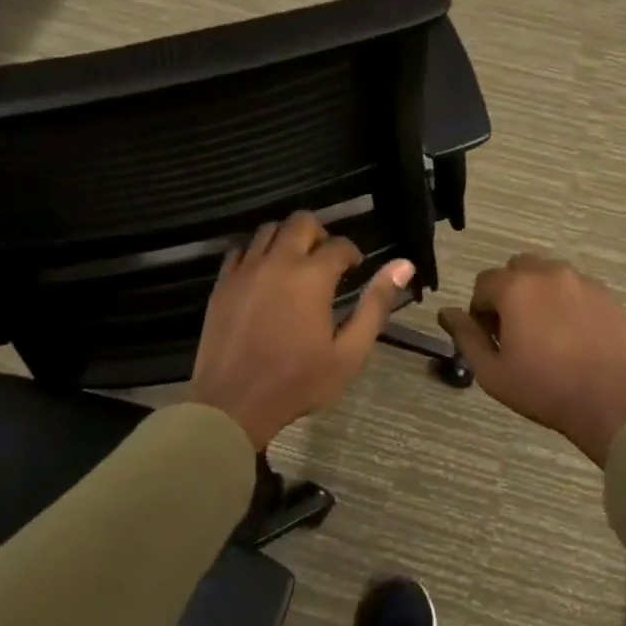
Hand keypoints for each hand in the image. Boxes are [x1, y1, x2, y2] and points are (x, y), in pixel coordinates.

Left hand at [190, 213, 414, 452]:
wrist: (233, 404)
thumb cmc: (298, 381)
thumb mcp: (350, 352)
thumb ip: (376, 305)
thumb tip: (403, 265)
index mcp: (312, 277)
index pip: (339, 245)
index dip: (352, 253)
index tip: (355, 269)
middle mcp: (278, 262)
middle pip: (301, 221)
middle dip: (320, 233)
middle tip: (326, 260)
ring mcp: (245, 271)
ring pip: (268, 229)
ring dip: (288, 237)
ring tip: (296, 263)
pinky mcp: (222, 284)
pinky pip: (240, 250)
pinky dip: (257, 252)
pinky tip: (265, 274)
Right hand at [439, 255, 625, 465]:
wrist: (610, 398)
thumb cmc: (543, 388)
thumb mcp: (492, 371)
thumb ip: (466, 336)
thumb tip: (447, 313)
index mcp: (516, 288)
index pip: (484, 282)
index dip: (481, 310)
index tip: (491, 337)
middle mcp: (548, 273)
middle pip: (517, 268)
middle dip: (509, 292)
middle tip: (516, 330)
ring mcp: (581, 281)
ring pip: (549, 274)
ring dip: (539, 293)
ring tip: (546, 331)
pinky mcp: (606, 294)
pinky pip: (576, 287)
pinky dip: (567, 301)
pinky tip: (573, 334)